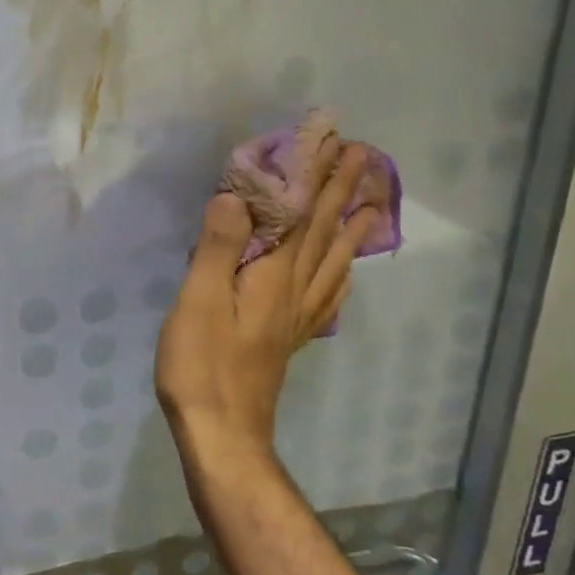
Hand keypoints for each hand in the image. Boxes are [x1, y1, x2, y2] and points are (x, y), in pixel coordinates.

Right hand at [156, 139, 379, 455]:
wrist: (223, 434)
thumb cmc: (202, 364)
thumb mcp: (200, 299)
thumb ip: (218, 247)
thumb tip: (235, 196)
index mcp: (274, 276)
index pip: (302, 215)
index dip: (318, 176)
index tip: (336, 140)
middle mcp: (295, 291)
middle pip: (324, 233)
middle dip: (342, 191)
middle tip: (364, 156)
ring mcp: (296, 318)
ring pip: (333, 263)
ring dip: (351, 229)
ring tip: (373, 206)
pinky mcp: (288, 338)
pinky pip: (326, 297)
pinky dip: (341, 276)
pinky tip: (344, 276)